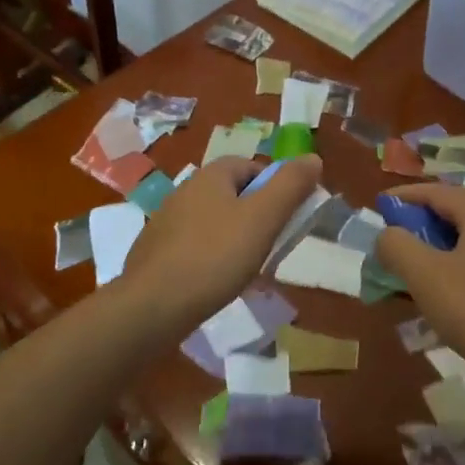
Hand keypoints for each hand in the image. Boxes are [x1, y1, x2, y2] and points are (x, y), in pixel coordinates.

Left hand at [116, 155, 323, 327]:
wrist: (150, 307)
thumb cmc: (214, 257)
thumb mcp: (262, 219)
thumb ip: (290, 186)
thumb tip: (313, 158)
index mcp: (211, 175)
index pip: (253, 167)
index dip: (275, 189)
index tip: (286, 220)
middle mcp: (185, 189)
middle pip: (233, 194)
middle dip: (256, 217)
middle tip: (270, 247)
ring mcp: (166, 221)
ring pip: (214, 221)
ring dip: (234, 239)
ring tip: (246, 270)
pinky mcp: (155, 251)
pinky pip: (194, 246)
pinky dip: (210, 258)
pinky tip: (215, 283)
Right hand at [376, 184, 464, 385]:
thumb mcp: (423, 273)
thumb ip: (396, 245)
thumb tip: (387, 235)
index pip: (438, 191)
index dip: (405, 195)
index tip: (379, 205)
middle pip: (456, 210)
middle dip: (422, 218)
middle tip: (396, 231)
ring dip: (438, 242)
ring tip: (415, 259)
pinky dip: (455, 262)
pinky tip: (444, 287)